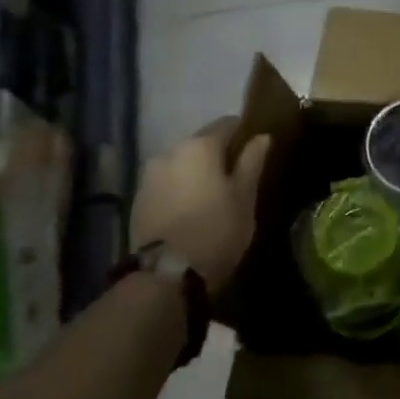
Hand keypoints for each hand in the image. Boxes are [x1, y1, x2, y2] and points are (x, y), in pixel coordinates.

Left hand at [131, 120, 271, 299]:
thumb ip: (252, 161)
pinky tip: (191, 210)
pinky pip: (167, 183)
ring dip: (196, 173)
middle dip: (218, 156)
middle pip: (201, 144)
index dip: (243, 134)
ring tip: (212, 197)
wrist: (167, 274)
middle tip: (236, 178)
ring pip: (182, 164)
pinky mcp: (138, 199)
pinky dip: (180, 189)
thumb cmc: (217, 229)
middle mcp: (169, 151)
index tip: (255, 151)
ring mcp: (149, 176)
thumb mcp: (245, 196)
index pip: (226, 124)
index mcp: (199, 146)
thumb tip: (261, 137)